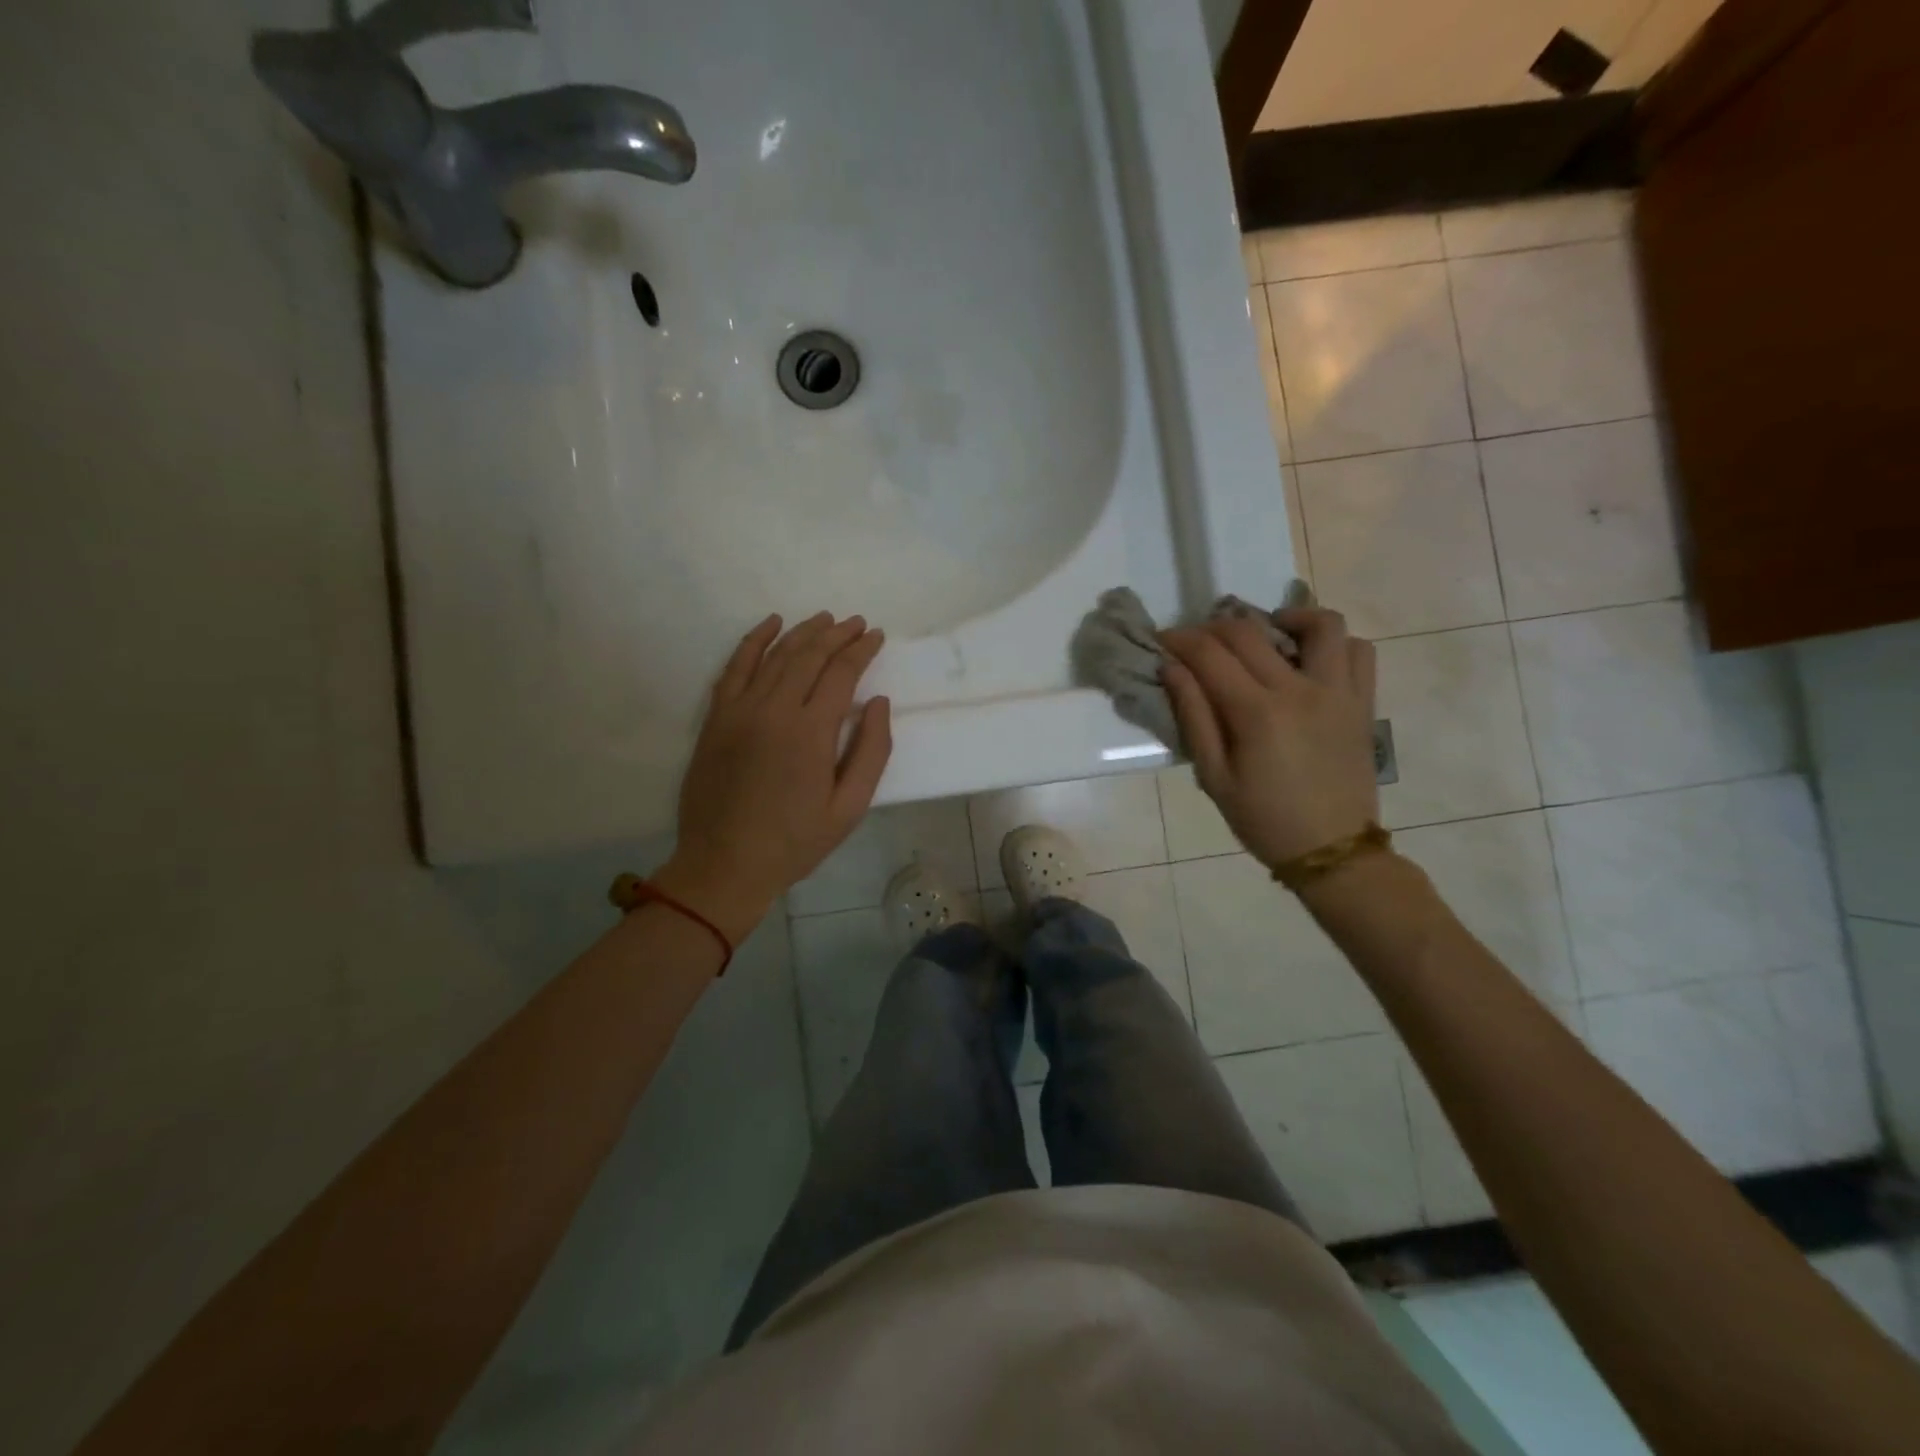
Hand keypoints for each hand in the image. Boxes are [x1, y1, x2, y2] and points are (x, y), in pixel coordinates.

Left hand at [654, 613, 891, 941]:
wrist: (724, 864)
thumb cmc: (795, 842)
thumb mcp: (849, 807)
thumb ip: (871, 752)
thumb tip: (880, 703)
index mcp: (811, 732)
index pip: (841, 673)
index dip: (861, 650)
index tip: (876, 636)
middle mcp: (774, 709)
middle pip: (809, 656)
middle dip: (837, 634)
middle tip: (856, 623)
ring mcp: (740, 710)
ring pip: (774, 655)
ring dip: (802, 633)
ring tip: (824, 619)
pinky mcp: (716, 718)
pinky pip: (735, 667)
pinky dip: (753, 641)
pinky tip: (770, 624)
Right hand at [1159, 608, 1377, 871]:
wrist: (1332, 850)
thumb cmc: (1263, 819)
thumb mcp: (1214, 776)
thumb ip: (1193, 716)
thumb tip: (1172, 667)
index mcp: (1257, 713)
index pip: (1210, 654)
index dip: (1180, 639)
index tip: (1163, 640)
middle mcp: (1300, 690)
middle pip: (1250, 632)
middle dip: (1213, 627)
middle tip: (1196, 642)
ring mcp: (1338, 692)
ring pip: (1320, 625)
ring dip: (1284, 617)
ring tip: (1265, 633)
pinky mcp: (1362, 702)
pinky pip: (1359, 651)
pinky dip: (1333, 642)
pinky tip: (1308, 657)